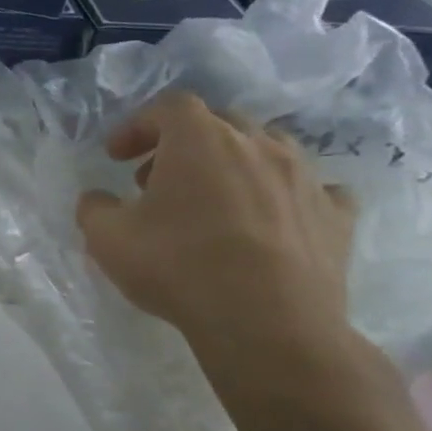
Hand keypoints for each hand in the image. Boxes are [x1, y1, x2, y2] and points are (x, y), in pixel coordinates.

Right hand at [76, 93, 354, 353]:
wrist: (268, 323)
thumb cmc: (178, 267)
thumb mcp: (106, 238)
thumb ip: (94, 208)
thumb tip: (98, 199)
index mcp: (200, 140)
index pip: (169, 106)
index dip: (138, 126)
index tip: (116, 156)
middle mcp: (258, 146)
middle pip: (220, 122)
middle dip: (184, 143)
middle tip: (157, 179)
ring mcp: (306, 178)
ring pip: (270, 148)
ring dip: (235, 163)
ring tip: (214, 198)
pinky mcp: (338, 215)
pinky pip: (313, 188)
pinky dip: (287, 194)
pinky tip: (271, 218)